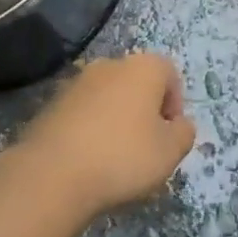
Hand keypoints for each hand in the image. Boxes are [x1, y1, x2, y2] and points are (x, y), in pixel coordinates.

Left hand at [17, 52, 196, 217]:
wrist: (53, 172)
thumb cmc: (123, 156)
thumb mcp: (169, 152)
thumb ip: (184, 134)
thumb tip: (180, 124)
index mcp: (144, 67)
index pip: (170, 74)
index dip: (175, 104)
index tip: (169, 136)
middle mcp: (111, 63)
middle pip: (138, 82)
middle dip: (145, 110)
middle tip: (145, 148)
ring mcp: (78, 80)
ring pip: (109, 96)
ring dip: (116, 118)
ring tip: (114, 157)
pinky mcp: (53, 101)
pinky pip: (84, 111)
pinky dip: (90, 128)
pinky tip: (88, 158)